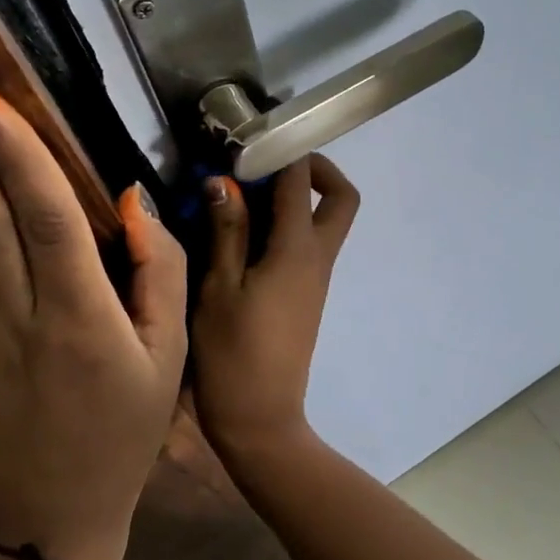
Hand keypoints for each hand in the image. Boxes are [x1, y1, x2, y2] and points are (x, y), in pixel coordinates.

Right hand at [191, 155, 359, 461]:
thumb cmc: (232, 354)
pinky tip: (245, 234)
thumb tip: (225, 182)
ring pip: (326, 221)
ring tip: (243, 196)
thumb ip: (226, 232)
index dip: (282, 152)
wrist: (261, 418)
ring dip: (296, 199)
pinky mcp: (307, 295)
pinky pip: (308, 245)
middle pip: (341, 199)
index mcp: (297, 251)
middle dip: (314, 171)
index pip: (301, 182)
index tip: (250, 141)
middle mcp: (318, 259)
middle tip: (267, 167)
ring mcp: (316, 279)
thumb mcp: (218, 288)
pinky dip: (287, 227)